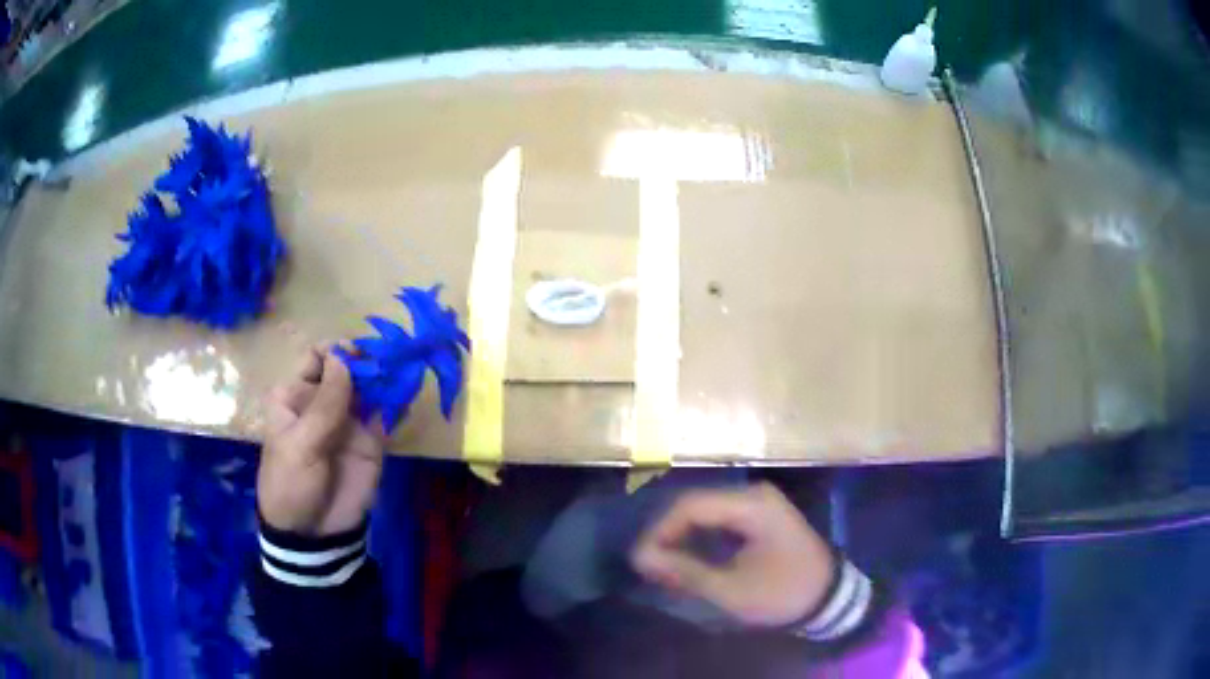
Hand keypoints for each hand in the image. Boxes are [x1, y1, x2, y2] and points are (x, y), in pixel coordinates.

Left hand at [258, 346, 385, 535]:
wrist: (314, 534)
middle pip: (347, 368)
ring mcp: (349, 420)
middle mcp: (322, 401)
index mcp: (295, 396)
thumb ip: (324, 404)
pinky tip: (409, 394)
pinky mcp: (371, 440)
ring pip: (369, 387)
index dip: (335, 351)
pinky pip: (386, 415)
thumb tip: (343, 357)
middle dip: (367, 360)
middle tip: (388, 358)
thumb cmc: (292, 484)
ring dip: (385, 376)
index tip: (355, 354)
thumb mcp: (300, 444)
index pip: (316, 358)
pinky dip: (398, 402)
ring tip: (403, 369)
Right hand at [631, 483, 834, 628]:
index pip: (690, 505)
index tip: (640, 560)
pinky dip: (700, 539)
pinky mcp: (759, 515)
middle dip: (669, 535)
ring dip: (683, 538)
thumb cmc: (782, 593)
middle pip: (696, 505)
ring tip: (666, 567)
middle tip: (651, 567)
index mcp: (751, 505)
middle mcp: (753, 494)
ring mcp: (758, 503)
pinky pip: (719, 520)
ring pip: (705, 512)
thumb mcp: (731, 589)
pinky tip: (690, 561)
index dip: (659, 531)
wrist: (829, 597)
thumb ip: (685, 571)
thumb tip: (640, 557)